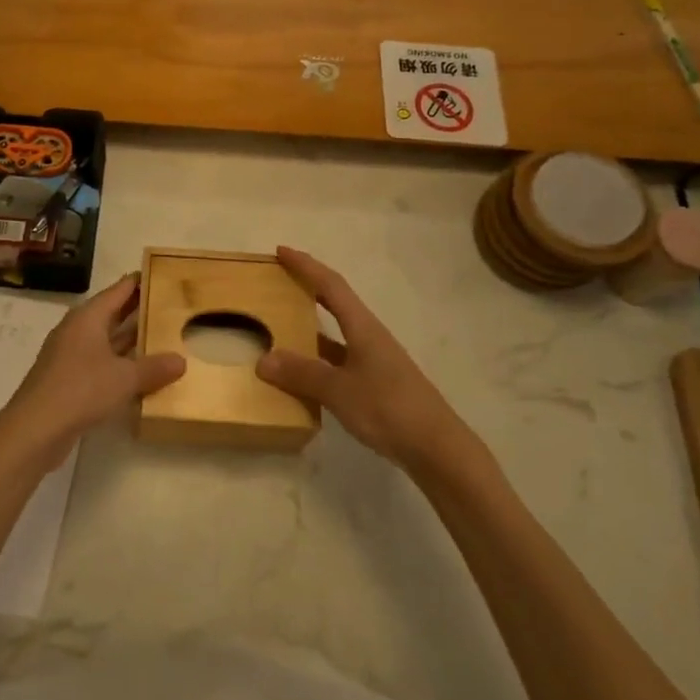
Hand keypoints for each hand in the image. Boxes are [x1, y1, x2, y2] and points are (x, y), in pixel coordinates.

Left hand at [0, 274, 185, 467]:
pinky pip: (99, 362)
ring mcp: (69, 355)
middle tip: (167, 304)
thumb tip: (181, 361)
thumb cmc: (81, 389)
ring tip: (160, 336)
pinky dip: (118, 363)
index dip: (138, 282)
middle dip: (137, 310)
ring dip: (129, 339)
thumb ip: (154, 368)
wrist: (35, 429)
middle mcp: (77, 330)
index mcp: (88, 318)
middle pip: (111, 313)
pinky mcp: (67, 379)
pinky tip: (138, 372)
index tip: (159, 274)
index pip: (117, 291)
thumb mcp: (125, 378)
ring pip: (105, 340)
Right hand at [256, 247, 473, 470]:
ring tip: (281, 327)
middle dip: (308, 289)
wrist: (436, 448)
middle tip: (279, 282)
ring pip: (337, 335)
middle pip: (336, 303)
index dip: (306, 266)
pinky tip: (303, 374)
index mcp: (363, 328)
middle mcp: (369, 337)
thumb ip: (301, 373)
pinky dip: (318, 360)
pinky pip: (340, 361)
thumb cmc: (388, 408)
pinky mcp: (376, 385)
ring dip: (311, 327)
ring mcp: (375, 362)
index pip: (330, 285)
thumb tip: (263, 360)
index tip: (281, 252)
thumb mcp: (338, 390)